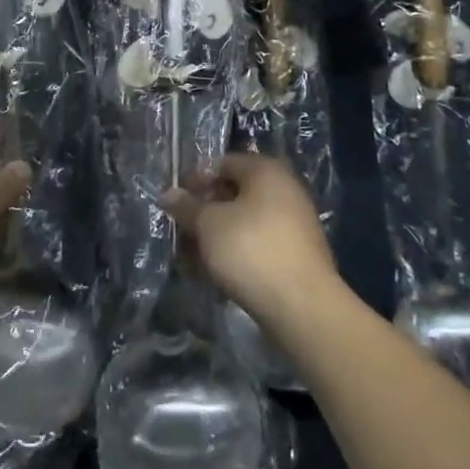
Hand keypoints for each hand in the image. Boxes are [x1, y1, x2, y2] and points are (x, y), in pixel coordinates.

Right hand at [163, 154, 340, 327]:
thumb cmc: (250, 249)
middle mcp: (284, 189)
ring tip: (191, 259)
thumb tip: (168, 194)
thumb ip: (186, 206)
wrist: (302, 305)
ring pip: (243, 222)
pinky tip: (214, 274)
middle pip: (234, 193)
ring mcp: (293, 223)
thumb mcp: (208, 224)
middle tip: (180, 232)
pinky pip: (257, 244)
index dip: (195, 179)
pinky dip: (234, 253)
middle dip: (203, 212)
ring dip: (215, 236)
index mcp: (265, 170)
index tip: (174, 202)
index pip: (222, 163)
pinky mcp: (295, 254)